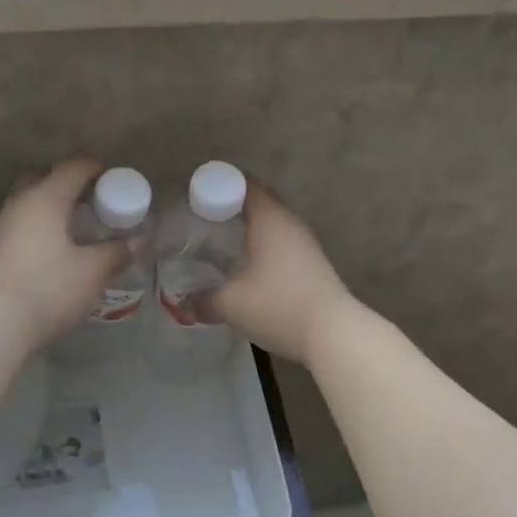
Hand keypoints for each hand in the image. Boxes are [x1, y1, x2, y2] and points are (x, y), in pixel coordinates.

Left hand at [0, 158, 129, 350]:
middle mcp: (18, 203)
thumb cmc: (51, 289)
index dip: (95, 168)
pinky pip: (10, 227)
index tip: (112, 178)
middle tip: (88, 201)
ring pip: (23, 201)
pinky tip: (35, 246)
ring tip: (65, 225)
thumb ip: (117, 251)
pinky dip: (25, 229)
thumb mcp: (93, 271)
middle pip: (43, 178)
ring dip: (44, 205)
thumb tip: (140, 240)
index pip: (73, 167)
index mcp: (46, 198)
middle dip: (66, 183)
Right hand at [201, 182, 353, 369]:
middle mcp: (289, 222)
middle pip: (259, 202)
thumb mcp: (231, 304)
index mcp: (269, 218)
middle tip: (204, 216)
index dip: (220, 182)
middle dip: (232, 205)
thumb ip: (203, 301)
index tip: (198, 191)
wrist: (334, 334)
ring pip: (272, 223)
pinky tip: (249, 264)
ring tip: (222, 240)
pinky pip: (282, 242)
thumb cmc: (278, 305)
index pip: (245, 184)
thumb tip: (181, 306)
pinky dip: (264, 245)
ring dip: (250, 227)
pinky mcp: (313, 263)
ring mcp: (306, 243)